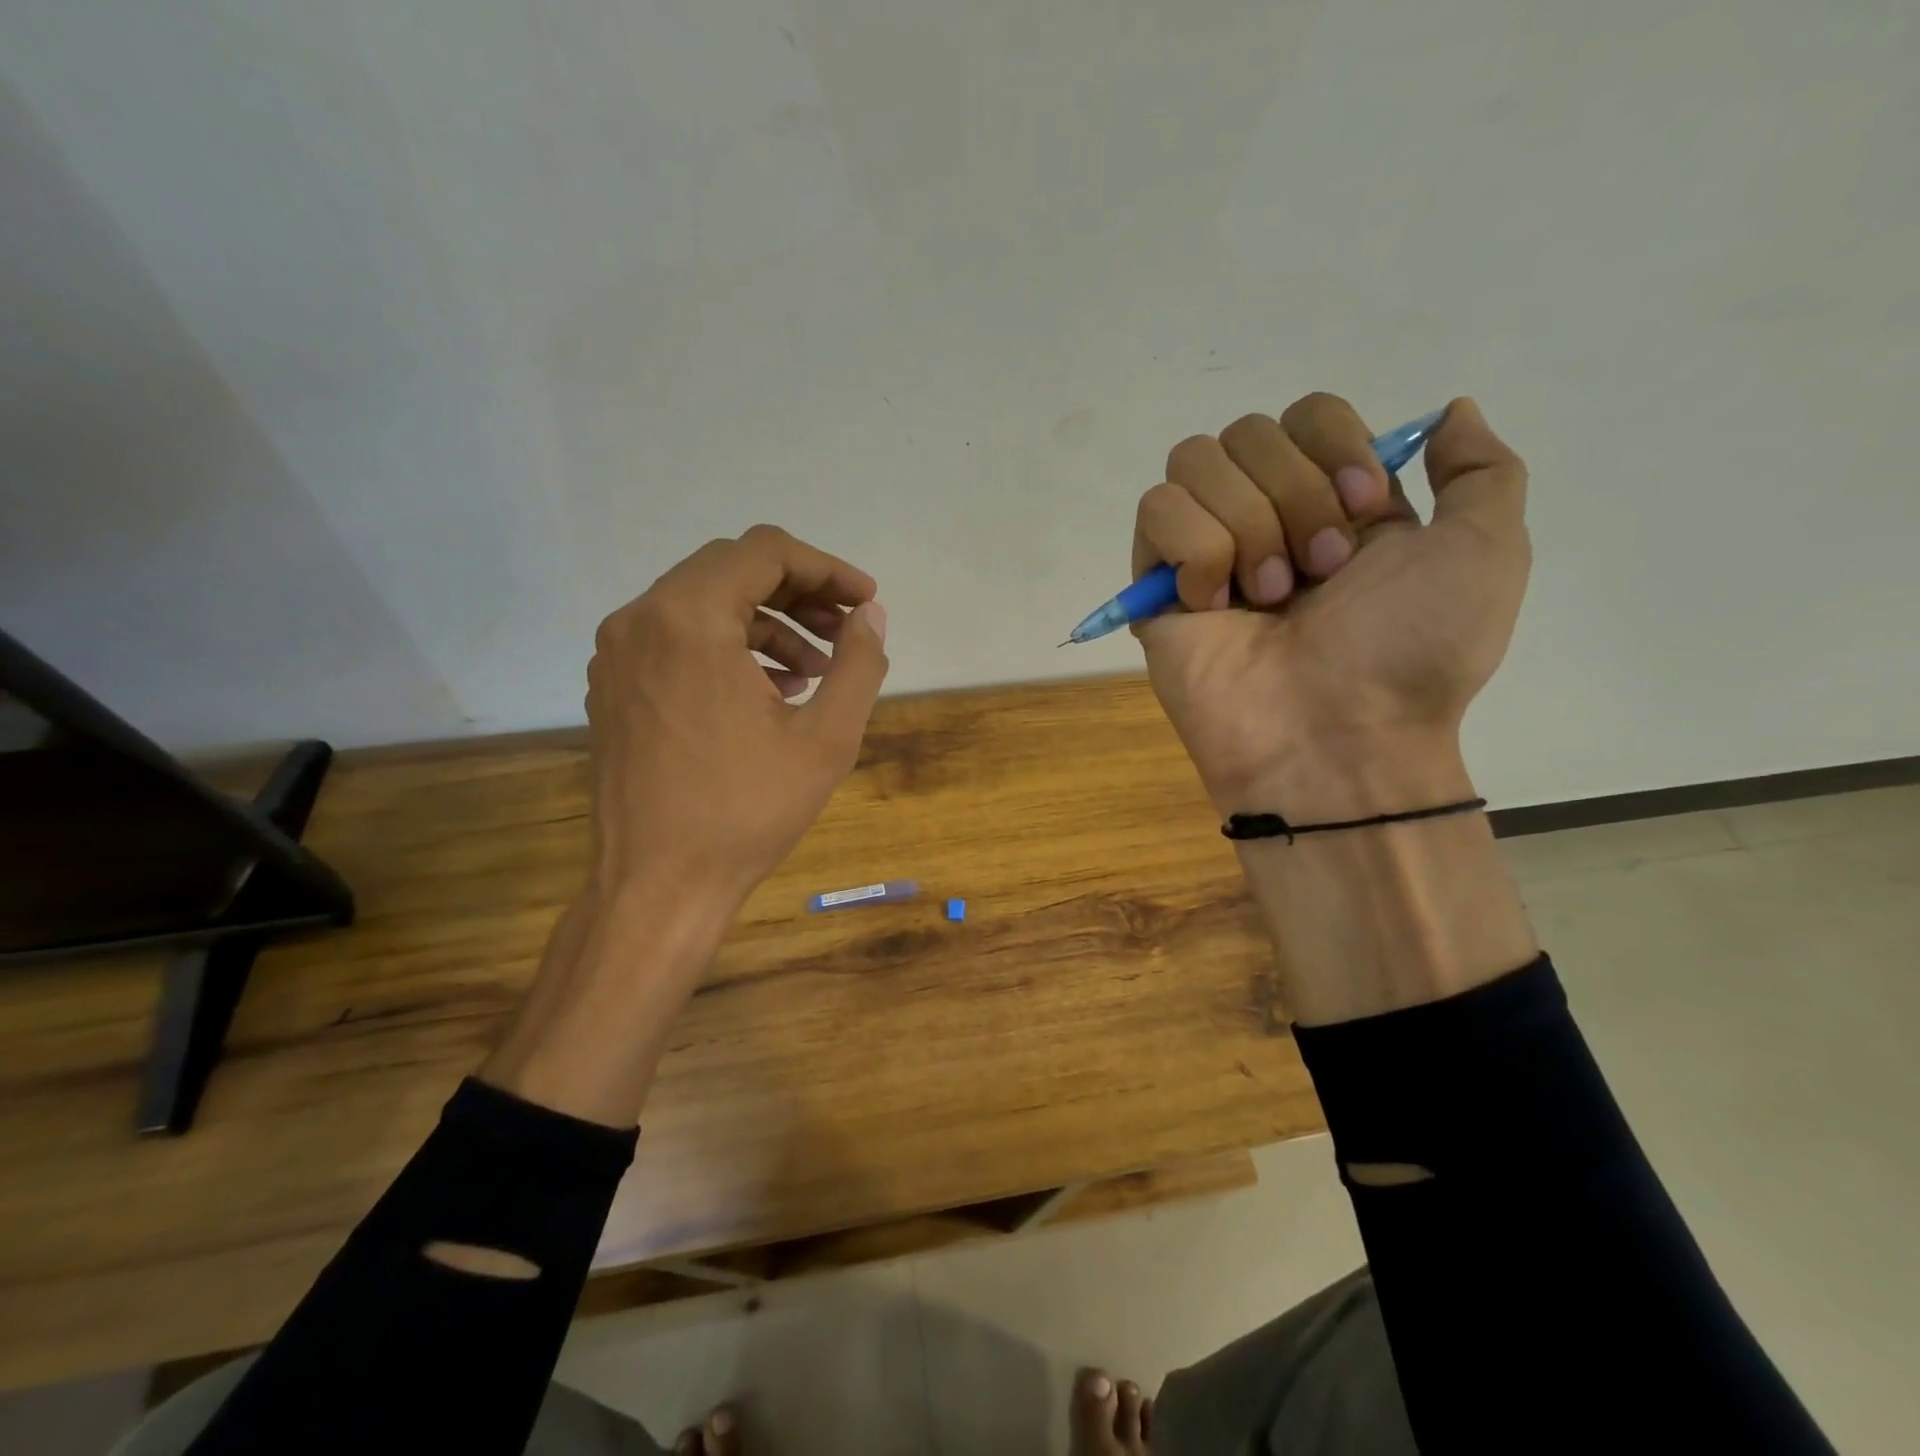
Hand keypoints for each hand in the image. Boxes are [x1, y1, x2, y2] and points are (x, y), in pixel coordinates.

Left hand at [483, 526, 887, 1124]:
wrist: (656, 886)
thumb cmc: (746, 812)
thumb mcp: (826, 739)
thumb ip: (858, 663)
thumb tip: (871, 615)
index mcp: (689, 619)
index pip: (765, 551)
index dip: (826, 568)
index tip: (865, 602)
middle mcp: (641, 619)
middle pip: (731, 569)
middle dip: (799, 592)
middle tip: (846, 630)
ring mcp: (618, 653)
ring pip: (703, 603)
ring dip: (766, 622)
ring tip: (815, 670)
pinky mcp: (613, 685)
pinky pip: (677, 638)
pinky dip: (728, 646)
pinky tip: (769, 690)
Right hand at [1133, 394, 1528, 817]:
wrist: (1337, 737)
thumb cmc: (1412, 652)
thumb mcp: (1486, 553)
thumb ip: (1481, 471)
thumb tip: (1449, 410)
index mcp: (1334, 502)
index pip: (1308, 413)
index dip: (1334, 446)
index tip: (1365, 512)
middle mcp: (1265, 515)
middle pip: (1248, 430)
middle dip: (1294, 496)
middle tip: (1319, 573)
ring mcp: (1206, 550)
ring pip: (1195, 461)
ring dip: (1247, 525)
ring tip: (1269, 597)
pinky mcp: (1157, 584)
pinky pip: (1157, 512)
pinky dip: (1196, 552)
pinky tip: (1215, 605)